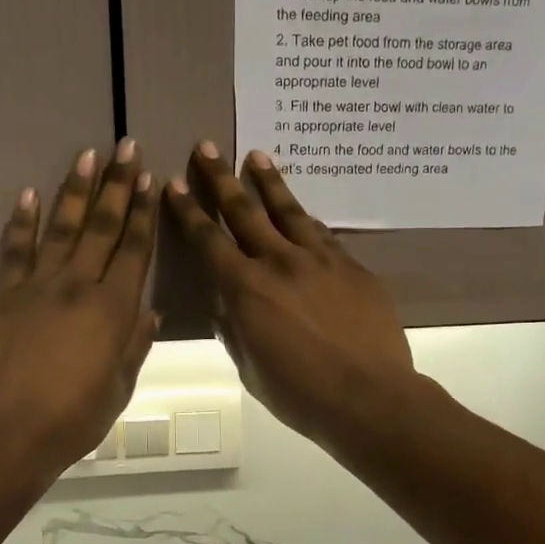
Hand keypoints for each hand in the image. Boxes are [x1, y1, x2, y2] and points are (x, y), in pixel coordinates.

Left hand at [0, 142, 158, 481]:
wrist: (10, 434)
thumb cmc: (75, 418)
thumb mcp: (120, 387)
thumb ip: (135, 344)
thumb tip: (149, 311)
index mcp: (114, 309)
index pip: (134, 249)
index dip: (142, 212)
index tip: (149, 180)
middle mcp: (79, 286)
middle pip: (101, 227)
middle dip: (116, 185)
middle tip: (125, 147)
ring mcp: (37, 286)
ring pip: (61, 228)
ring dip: (74, 190)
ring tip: (85, 156)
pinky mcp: (3, 295)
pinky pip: (15, 250)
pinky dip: (22, 221)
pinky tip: (30, 194)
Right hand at [164, 142, 417, 447]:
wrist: (369, 396)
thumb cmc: (300, 394)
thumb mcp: (252, 368)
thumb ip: (237, 330)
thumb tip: (230, 307)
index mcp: (246, 290)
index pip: (209, 241)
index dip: (189, 212)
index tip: (174, 184)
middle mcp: (279, 263)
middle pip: (245, 212)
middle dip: (221, 179)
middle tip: (207, 147)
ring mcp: (320, 260)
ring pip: (289, 211)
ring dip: (269, 182)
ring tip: (257, 157)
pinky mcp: (352, 267)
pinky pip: (323, 235)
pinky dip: (306, 219)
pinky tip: (302, 210)